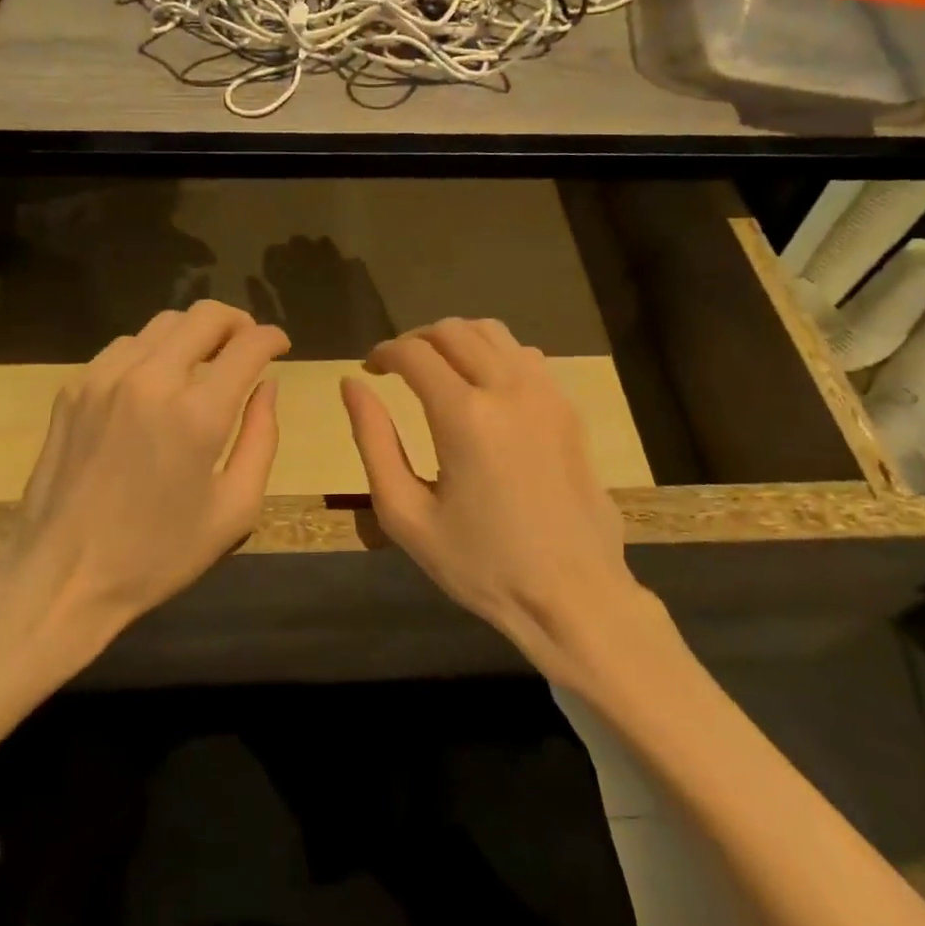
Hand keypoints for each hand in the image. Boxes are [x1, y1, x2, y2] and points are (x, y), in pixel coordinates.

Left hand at [0, 301, 288, 681]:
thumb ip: (261, 438)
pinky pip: (124, 347)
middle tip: (247, 345)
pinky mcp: (74, 388)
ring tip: (203, 364)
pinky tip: (156, 383)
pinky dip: (152, 351)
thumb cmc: (158, 554)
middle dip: (237, 322)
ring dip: (194, 334)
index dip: (273, 337)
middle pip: (205, 315)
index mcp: (197, 414)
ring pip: (163, 323)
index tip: (280, 345)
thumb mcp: (235, 509)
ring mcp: (105, 378)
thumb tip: (267, 386)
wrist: (61, 578)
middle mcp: (151, 380)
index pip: (248, 345)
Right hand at [341, 318, 648, 681]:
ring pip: (492, 332)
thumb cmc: (481, 564)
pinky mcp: (567, 407)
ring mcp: (545, 393)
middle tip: (397, 369)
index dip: (384, 353)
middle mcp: (508, 388)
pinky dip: (493, 354)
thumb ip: (374, 441)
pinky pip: (524, 355)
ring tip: (436, 370)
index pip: (414, 353)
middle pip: (452, 330)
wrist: (572, 595)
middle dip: (416, 340)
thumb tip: (352, 385)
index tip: (370, 370)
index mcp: (464, 416)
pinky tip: (483, 387)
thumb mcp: (406, 515)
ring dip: (455, 340)